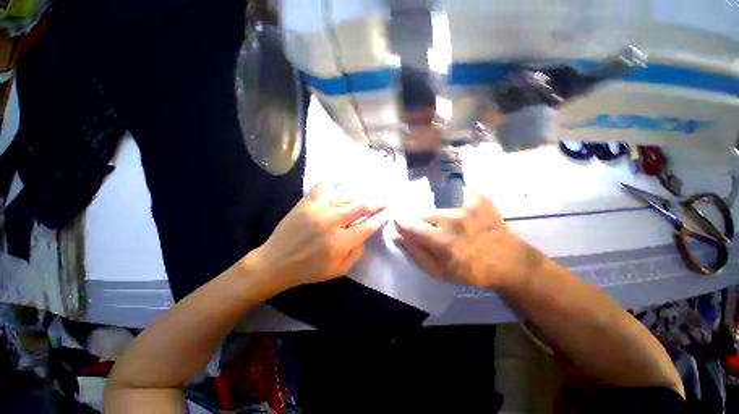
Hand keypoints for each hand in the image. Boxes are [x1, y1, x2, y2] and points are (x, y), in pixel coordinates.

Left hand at [248, 185, 386, 291]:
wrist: (275, 262)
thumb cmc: (308, 270)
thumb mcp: (338, 270)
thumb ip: (356, 253)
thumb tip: (364, 235)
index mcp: (340, 242)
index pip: (368, 227)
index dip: (381, 219)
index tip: (388, 212)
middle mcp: (332, 222)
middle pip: (360, 207)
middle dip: (376, 203)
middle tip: (384, 199)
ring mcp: (318, 210)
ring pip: (344, 199)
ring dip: (353, 201)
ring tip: (356, 203)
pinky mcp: (305, 204)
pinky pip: (321, 189)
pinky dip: (328, 188)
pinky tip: (332, 186)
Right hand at [394, 191, 542, 289]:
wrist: (511, 262)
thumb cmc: (473, 271)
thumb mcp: (440, 272)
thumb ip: (416, 254)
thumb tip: (399, 237)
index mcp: (442, 241)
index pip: (411, 226)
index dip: (402, 224)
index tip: (400, 223)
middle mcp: (452, 220)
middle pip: (424, 215)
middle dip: (424, 224)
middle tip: (436, 233)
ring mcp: (467, 207)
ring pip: (440, 208)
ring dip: (440, 217)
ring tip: (454, 227)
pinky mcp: (479, 199)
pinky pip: (459, 194)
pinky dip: (458, 203)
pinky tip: (466, 214)